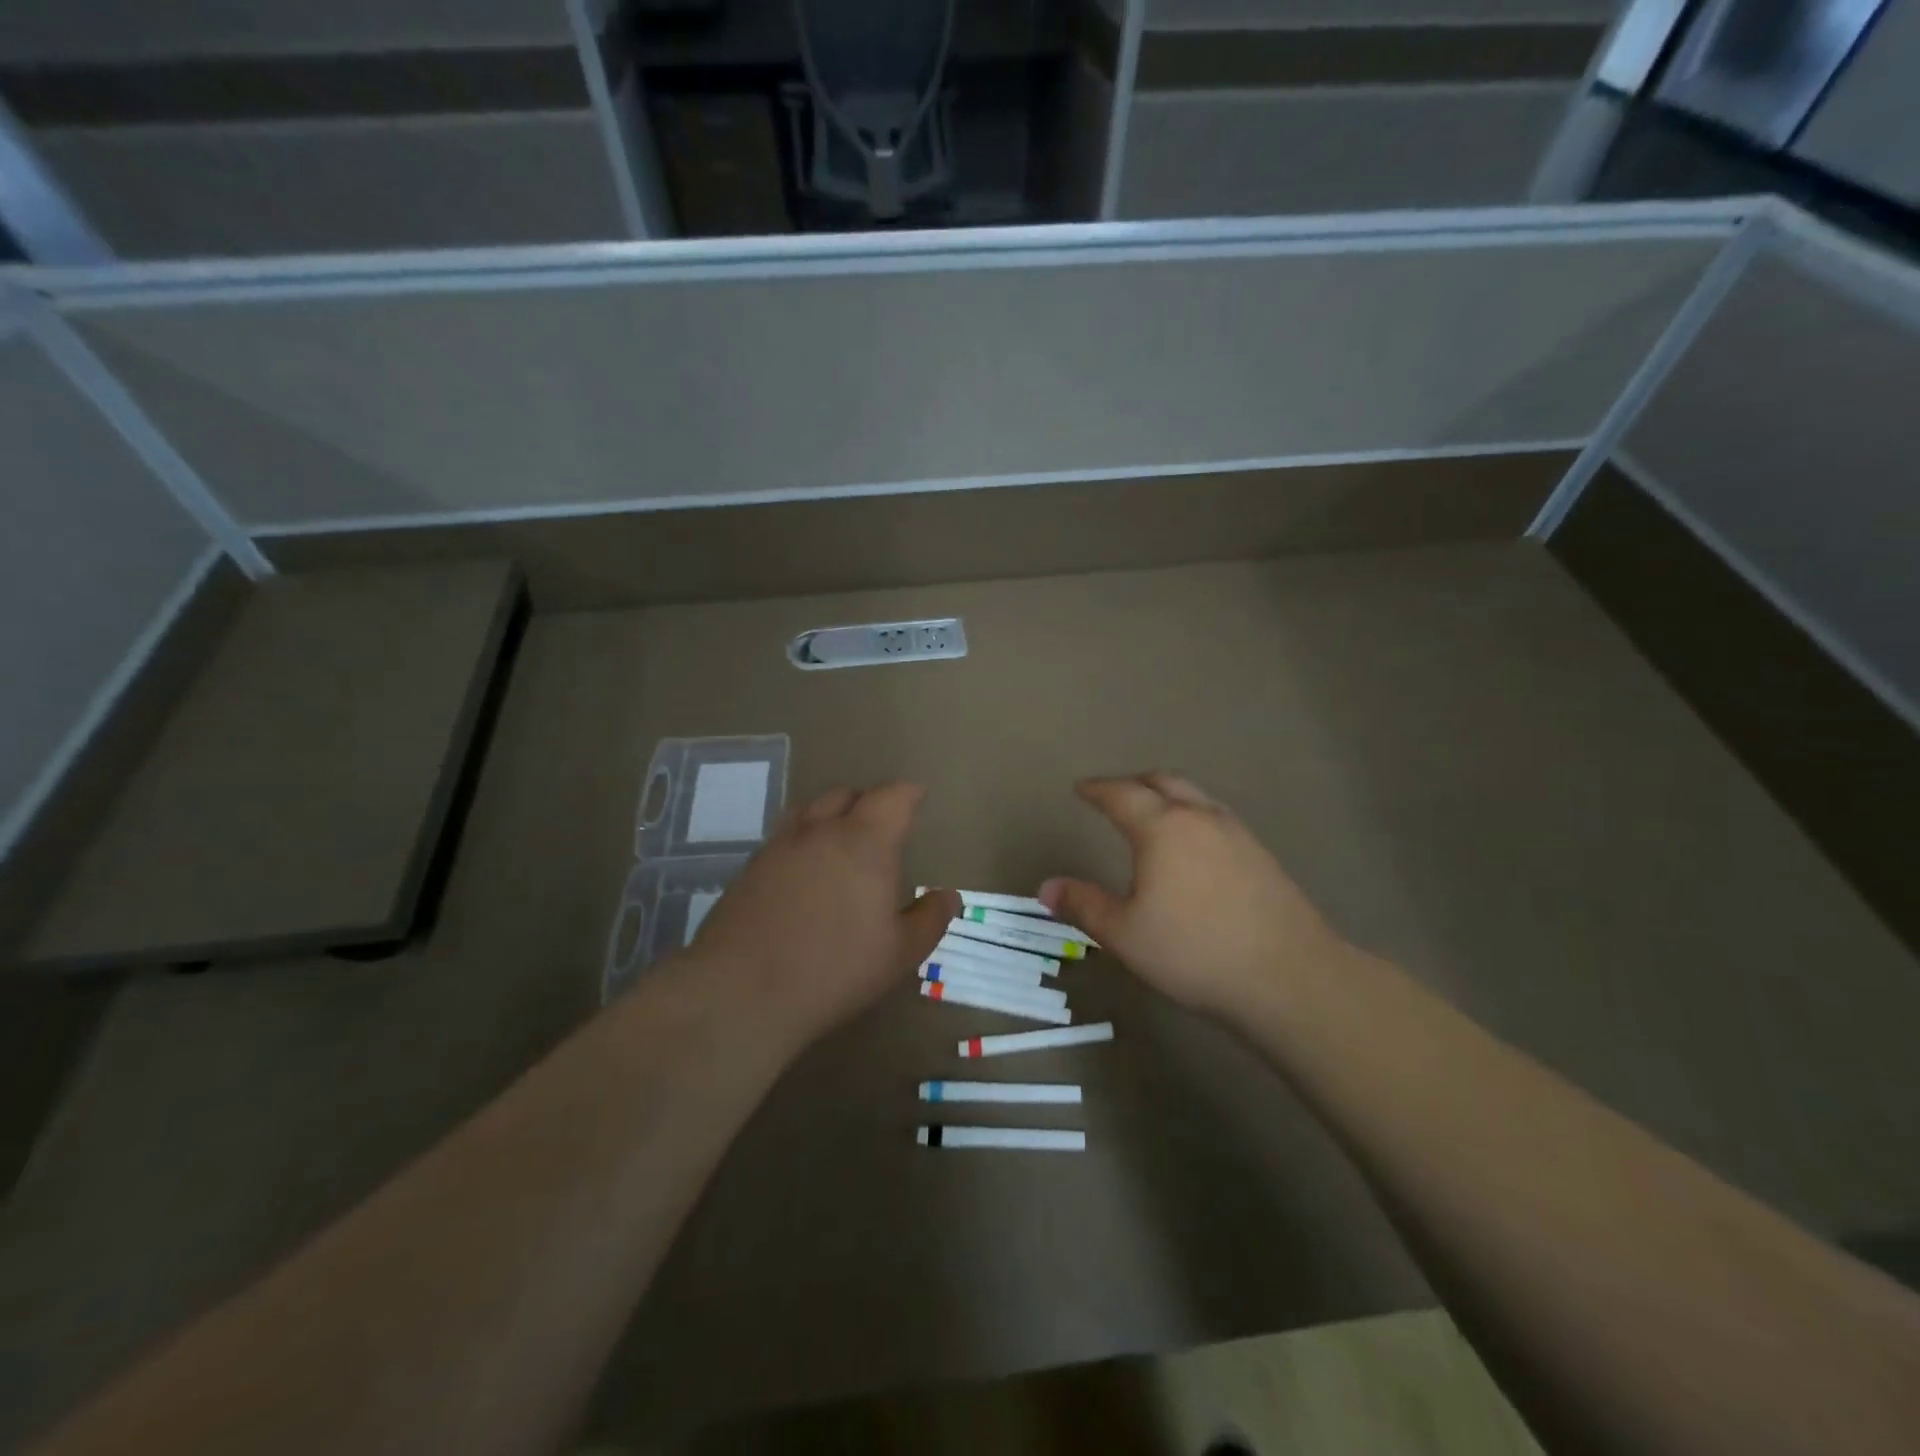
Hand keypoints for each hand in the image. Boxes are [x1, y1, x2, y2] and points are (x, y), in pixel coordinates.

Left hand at [685, 783, 955, 1044]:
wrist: (741, 991)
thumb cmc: (835, 969)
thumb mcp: (900, 953)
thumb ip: (929, 919)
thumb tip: (949, 896)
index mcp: (865, 841)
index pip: (892, 797)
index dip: (908, 793)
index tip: (917, 796)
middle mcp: (821, 830)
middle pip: (847, 794)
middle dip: (869, 800)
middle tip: (882, 822)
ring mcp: (780, 846)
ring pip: (810, 810)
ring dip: (831, 814)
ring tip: (841, 837)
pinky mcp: (750, 868)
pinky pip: (785, 836)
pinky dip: (803, 840)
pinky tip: (805, 869)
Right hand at [1040, 772, 1355, 1020]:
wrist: (1288, 975)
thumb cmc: (1193, 951)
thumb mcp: (1124, 934)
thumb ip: (1083, 905)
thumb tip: (1046, 887)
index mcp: (1162, 827)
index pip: (1121, 794)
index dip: (1097, 789)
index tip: (1080, 788)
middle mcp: (1200, 817)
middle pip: (1163, 782)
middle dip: (1133, 782)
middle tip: (1114, 793)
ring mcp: (1236, 833)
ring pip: (1195, 796)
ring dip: (1167, 795)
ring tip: (1153, 813)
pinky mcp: (1261, 855)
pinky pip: (1216, 818)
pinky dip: (1193, 816)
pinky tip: (1194, 847)